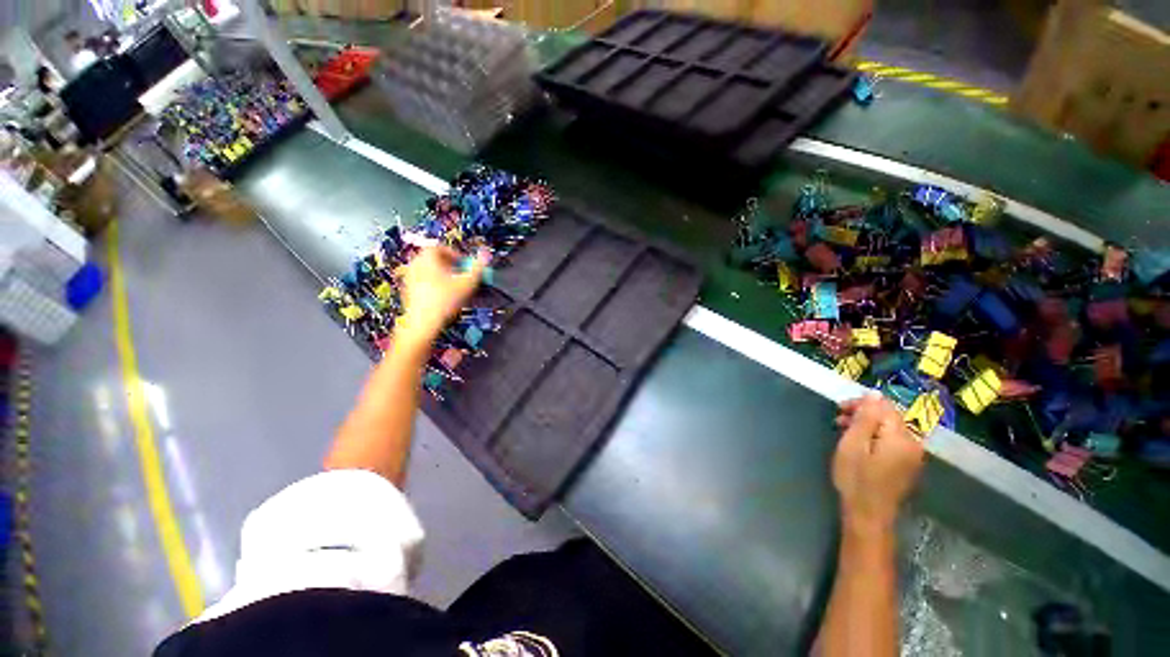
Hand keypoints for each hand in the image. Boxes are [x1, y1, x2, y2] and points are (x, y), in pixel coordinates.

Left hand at [396, 246, 489, 347]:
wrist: (423, 322)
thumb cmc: (444, 300)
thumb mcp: (468, 283)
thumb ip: (478, 268)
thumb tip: (486, 255)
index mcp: (427, 256)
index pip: (442, 248)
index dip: (457, 255)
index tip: (466, 266)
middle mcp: (415, 263)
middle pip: (435, 259)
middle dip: (451, 266)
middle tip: (462, 276)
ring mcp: (409, 277)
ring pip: (429, 271)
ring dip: (443, 276)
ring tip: (455, 288)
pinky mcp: (407, 291)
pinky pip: (423, 282)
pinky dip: (434, 285)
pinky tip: (444, 297)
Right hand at [832, 393, 924, 535]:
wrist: (869, 515)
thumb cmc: (856, 478)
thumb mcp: (853, 445)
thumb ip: (866, 418)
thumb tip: (875, 394)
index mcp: (901, 437)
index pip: (885, 407)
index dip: (862, 403)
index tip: (839, 409)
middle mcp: (913, 444)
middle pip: (889, 417)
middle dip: (863, 414)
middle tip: (838, 420)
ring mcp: (913, 456)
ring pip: (889, 429)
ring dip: (867, 426)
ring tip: (844, 432)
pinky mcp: (907, 465)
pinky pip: (892, 442)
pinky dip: (875, 438)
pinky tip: (859, 445)